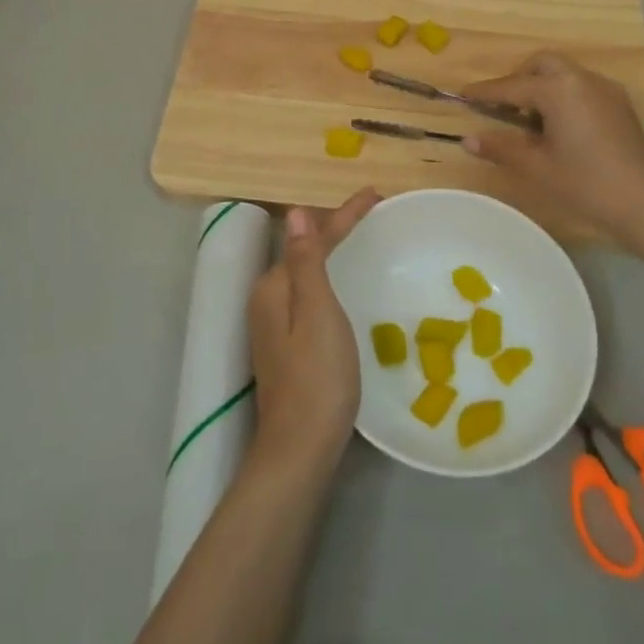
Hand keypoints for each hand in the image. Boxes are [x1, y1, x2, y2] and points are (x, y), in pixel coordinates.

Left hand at [247, 188, 380, 474]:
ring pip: (308, 273)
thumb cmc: (317, 378)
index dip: (345, 215)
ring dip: (334, 253)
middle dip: (337, 229)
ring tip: (364, 238)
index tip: (376, 195)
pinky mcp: (286, 344)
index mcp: (274, 287)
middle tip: (375, 214)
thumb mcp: (317, 313)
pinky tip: (346, 284)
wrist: (300, 448)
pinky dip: (330, 278)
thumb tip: (295, 211)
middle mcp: (268, 299)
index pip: (312, 238)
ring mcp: (274, 324)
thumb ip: (306, 261)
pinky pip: (310, 295)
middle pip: (306, 251)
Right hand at [462, 52, 643, 238]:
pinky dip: (563, 95)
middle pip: (542, 65)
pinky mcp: (619, 105)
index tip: (462, 95)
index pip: (512, 86)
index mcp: (559, 89)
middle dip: (518, 79)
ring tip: (530, 120)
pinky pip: (582, 87)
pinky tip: (559, 126)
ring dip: (542, 86)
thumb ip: (500, 148)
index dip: (485, 92)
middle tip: (503, 106)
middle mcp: (582, 79)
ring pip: (565, 74)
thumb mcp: (536, 166)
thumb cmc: (585, 182)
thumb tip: (468, 140)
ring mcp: (605, 90)